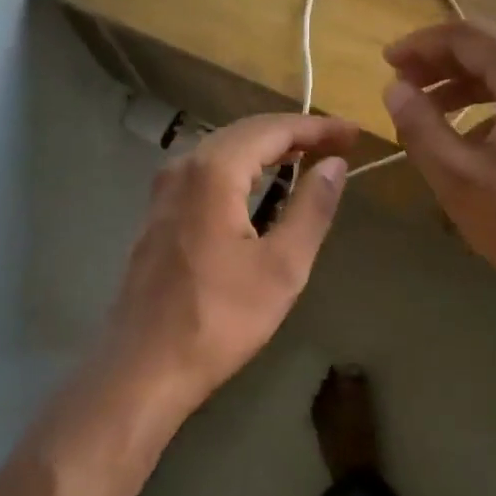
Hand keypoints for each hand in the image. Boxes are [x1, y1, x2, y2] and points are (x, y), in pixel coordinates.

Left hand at [103, 113, 357, 411]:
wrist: (142, 368)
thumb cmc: (219, 319)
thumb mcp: (282, 267)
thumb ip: (311, 208)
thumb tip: (334, 165)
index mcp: (213, 172)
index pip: (273, 130)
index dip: (317, 128)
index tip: (354, 134)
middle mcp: (183, 167)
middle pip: (245, 132)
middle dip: (294, 133)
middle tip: (337, 143)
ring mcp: (164, 190)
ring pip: (223, 149)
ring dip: (267, 148)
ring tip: (307, 156)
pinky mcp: (158, 213)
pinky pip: (206, 171)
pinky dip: (241, 167)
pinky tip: (260, 184)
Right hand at [381, 22, 495, 354]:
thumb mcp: (458, 176)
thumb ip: (420, 126)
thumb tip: (394, 89)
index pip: (466, 37)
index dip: (421, 45)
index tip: (386, 63)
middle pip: (490, 51)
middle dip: (441, 65)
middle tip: (402, 85)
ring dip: (465, 87)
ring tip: (427, 111)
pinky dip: (493, 108)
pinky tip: (471, 141)